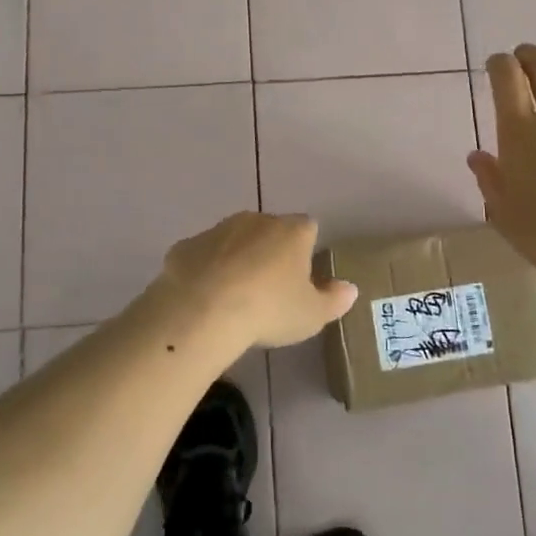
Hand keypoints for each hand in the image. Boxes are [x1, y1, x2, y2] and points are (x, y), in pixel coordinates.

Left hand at [155, 212, 358, 349]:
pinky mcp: (186, 245)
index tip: (301, 278)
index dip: (306, 250)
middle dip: (270, 252)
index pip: (308, 229)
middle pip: (270, 230)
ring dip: (236, 259)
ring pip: (234, 240)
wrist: (202, 310)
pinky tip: (203, 299)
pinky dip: (205, 271)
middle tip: (268, 290)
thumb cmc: (268, 309)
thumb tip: (350, 288)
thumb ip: (334, 300)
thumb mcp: (311, 315)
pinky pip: (202, 256)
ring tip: (234, 297)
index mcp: (292, 232)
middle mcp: (256, 220)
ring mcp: (218, 230)